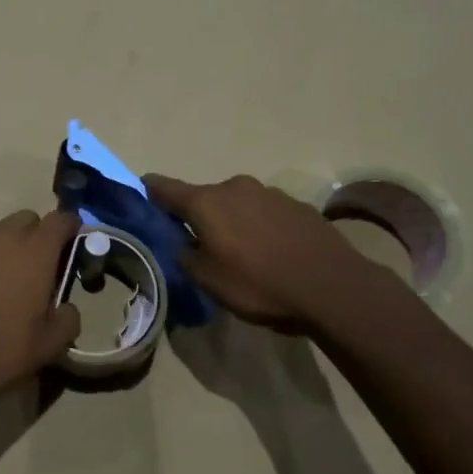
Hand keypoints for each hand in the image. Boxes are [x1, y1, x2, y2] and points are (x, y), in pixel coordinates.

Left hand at [0, 209, 81, 417]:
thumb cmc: (2, 351)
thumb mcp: (51, 343)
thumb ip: (68, 317)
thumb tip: (64, 307)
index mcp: (34, 251)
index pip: (61, 219)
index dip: (72, 229)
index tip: (77, 248)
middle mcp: (2, 238)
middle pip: (29, 219)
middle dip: (41, 235)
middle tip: (46, 267)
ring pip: (1, 232)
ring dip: (13, 245)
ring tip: (15, 280)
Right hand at [144, 173, 364, 332]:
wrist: (332, 286)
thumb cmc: (259, 285)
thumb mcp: (208, 280)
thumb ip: (184, 257)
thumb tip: (182, 244)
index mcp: (206, 202)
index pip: (165, 188)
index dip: (150, 190)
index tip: (140, 192)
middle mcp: (235, 187)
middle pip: (205, 198)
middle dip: (197, 216)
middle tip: (198, 244)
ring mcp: (270, 193)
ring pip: (237, 204)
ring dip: (232, 222)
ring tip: (240, 253)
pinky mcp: (298, 205)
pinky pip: (265, 213)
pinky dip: (259, 227)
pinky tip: (270, 252)